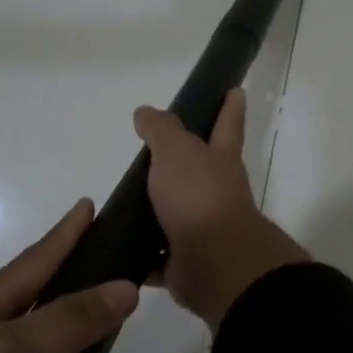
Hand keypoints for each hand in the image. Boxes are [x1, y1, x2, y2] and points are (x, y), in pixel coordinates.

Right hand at [134, 89, 309, 327]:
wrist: (214, 261)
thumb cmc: (198, 196)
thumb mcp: (176, 151)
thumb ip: (161, 130)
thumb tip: (146, 112)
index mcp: (219, 160)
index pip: (227, 124)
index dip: (230, 107)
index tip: (236, 90)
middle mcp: (216, 193)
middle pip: (200, 172)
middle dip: (184, 164)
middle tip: (152, 155)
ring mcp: (203, 229)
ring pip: (176, 215)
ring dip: (155, 211)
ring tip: (123, 205)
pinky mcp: (184, 262)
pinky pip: (157, 257)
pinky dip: (141, 255)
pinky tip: (116, 249)